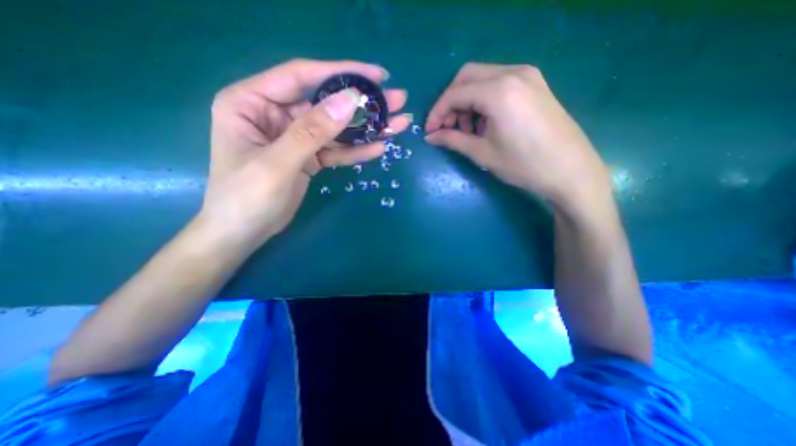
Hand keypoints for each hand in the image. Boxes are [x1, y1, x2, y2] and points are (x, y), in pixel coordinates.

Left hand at [201, 57, 408, 248]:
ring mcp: (295, 138)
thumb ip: (312, 132)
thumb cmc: (245, 198)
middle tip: (397, 100)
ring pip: (335, 129)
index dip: (341, 73)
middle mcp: (275, 114)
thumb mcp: (277, 163)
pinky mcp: (308, 157)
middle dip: (362, 103)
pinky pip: (335, 150)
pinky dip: (355, 151)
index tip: (377, 75)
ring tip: (398, 124)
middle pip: (325, 103)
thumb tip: (350, 101)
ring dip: (366, 128)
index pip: (302, 77)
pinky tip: (378, 147)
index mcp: (252, 101)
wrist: (244, 233)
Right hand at [426, 62, 610, 213]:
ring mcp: (528, 76)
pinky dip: (484, 99)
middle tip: (447, 128)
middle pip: (466, 77)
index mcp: (499, 91)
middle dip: (451, 102)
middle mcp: (513, 73)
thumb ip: (452, 140)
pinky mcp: (535, 84)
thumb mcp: (483, 154)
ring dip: (467, 101)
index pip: (455, 93)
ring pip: (482, 78)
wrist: (571, 171)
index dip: (437, 112)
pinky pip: (499, 83)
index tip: (430, 131)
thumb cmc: (524, 166)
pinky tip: (486, 123)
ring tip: (468, 130)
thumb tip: (430, 137)